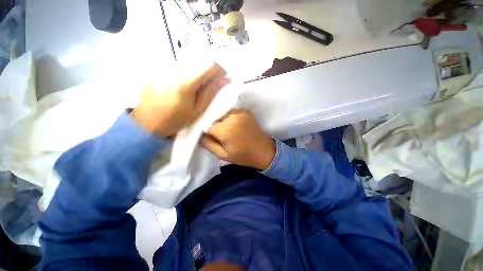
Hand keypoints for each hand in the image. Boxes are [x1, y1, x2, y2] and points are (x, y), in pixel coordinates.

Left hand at [132, 63, 230, 137]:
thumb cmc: (176, 120)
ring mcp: (163, 68)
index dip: (220, 69)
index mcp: (185, 84)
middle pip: (198, 59)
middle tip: (214, 80)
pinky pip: (178, 63)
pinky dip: (188, 69)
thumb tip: (224, 80)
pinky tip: (187, 80)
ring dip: (199, 68)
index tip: (224, 76)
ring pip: (188, 59)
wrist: (147, 122)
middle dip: (210, 68)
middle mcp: (173, 71)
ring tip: (201, 81)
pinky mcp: (157, 69)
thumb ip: (210, 93)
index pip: (208, 66)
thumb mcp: (197, 110)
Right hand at [202, 110, 275, 170]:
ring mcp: (240, 112)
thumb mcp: (223, 155)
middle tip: (221, 135)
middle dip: (215, 126)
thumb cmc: (243, 156)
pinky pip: (231, 112)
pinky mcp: (246, 111)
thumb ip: (208, 144)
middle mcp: (232, 117)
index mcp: (226, 130)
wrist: (264, 150)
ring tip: (228, 130)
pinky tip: (235, 126)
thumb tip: (201, 134)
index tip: (212, 137)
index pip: (207, 126)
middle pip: (215, 119)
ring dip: (222, 121)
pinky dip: (230, 118)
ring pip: (223, 114)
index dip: (208, 132)